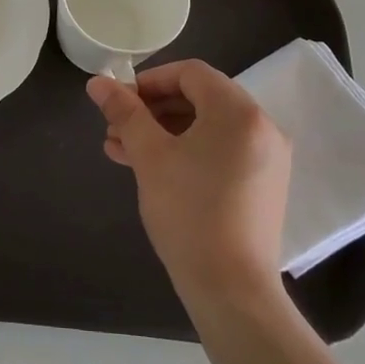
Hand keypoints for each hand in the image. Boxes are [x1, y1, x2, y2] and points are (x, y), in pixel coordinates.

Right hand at [88, 60, 291, 303]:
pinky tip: (152, 169)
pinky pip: (221, 151)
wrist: (231, 289)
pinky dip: (188, 151)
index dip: (150, 80)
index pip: (190, 73)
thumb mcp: (149, 156)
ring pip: (207, 127)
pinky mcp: (263, 185)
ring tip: (123, 151)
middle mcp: (261, 127)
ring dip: (164, 132)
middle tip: (117, 128)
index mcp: (238, 111)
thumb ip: (125, 112)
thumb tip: (97, 81)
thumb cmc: (188, 212)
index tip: (120, 101)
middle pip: (199, 98)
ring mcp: (267, 158)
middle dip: (152, 110)